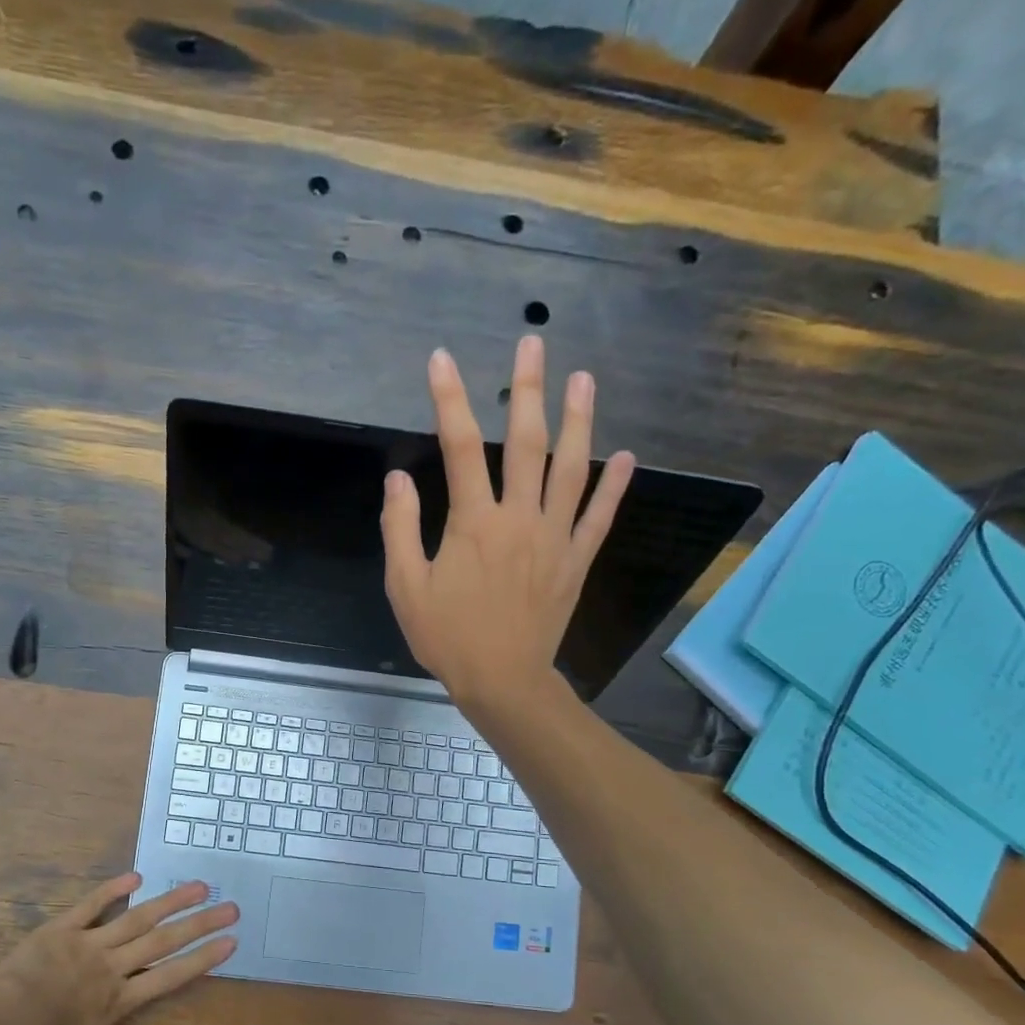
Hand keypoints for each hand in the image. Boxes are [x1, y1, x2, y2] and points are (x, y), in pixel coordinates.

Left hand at [0, 874, 237, 1024]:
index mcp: (121, 999)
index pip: (171, 976)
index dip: (203, 959)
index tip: (230, 942)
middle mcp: (114, 966)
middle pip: (163, 941)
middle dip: (200, 924)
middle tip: (230, 906)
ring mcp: (90, 943)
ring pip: (137, 918)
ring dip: (170, 901)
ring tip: (198, 886)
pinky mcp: (63, 928)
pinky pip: (91, 905)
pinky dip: (112, 890)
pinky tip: (136, 877)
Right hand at [381, 336, 634, 709]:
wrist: (501, 680)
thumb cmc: (447, 636)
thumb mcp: (406, 586)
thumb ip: (400, 529)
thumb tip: (399, 478)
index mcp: (474, 523)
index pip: (459, 447)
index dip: (449, 399)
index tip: (441, 360)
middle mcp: (520, 518)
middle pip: (526, 443)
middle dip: (527, 390)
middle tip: (534, 344)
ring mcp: (554, 538)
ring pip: (571, 470)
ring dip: (579, 421)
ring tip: (584, 379)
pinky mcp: (575, 562)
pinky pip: (598, 519)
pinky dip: (614, 488)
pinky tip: (626, 459)